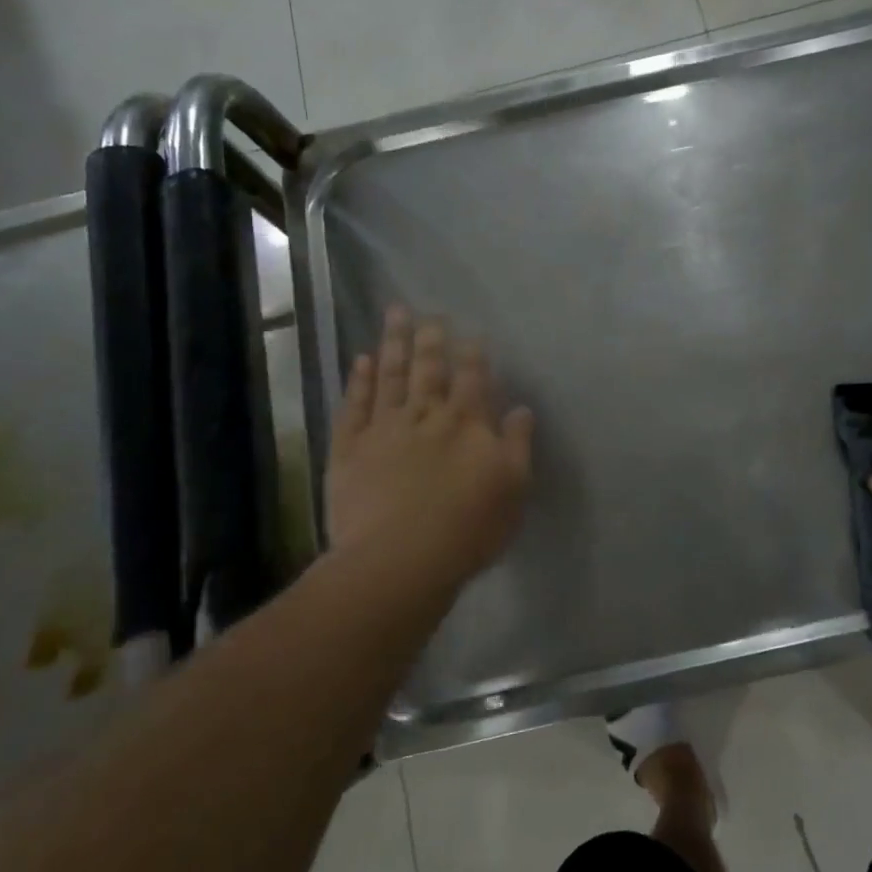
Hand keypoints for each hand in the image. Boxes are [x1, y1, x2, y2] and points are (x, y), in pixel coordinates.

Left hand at [324, 307, 533, 592]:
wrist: (399, 560)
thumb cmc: (467, 529)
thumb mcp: (513, 489)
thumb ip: (518, 444)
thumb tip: (521, 408)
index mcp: (466, 424)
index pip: (472, 379)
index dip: (473, 354)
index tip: (471, 332)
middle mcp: (425, 417)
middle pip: (429, 369)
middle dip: (431, 339)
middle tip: (428, 311)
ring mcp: (384, 430)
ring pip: (390, 377)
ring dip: (393, 345)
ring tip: (395, 315)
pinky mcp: (350, 450)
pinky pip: (354, 406)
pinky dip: (358, 382)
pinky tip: (360, 362)